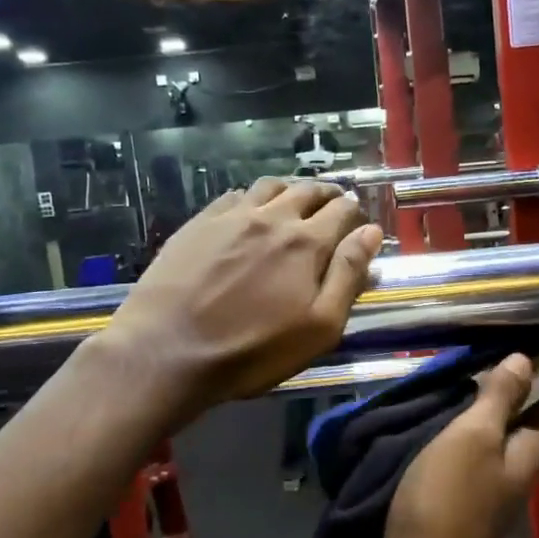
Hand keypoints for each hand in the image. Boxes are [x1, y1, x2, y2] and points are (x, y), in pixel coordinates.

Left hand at [101, 178, 381, 421]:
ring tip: (293, 203)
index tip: (357, 218)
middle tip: (333, 203)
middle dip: (326, 194)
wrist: (167, 350)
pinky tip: (249, 211)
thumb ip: (348, 275)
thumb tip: (370, 232)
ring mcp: (231, 217)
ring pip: (270, 187)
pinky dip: (252, 197)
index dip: (354, 212)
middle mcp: (271, 217)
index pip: (341, 211)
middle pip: (307, 191)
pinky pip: (233, 196)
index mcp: (306, 242)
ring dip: (290, 190)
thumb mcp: (319, 326)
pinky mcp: (198, 224)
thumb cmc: (252, 349)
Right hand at [366, 355, 538, 537]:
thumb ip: (499, 401)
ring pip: (482, 444)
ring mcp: (478, 494)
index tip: (529, 345)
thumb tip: (526, 360)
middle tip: (478, 353)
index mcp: (526, 459)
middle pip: (518, 427)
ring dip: (469, 414)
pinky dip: (444, 439)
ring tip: (447, 377)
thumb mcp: (474, 439)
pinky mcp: (447, 506)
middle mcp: (510, 476)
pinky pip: (453, 462)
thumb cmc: (448, 503)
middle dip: (504, 392)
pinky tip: (422, 421)